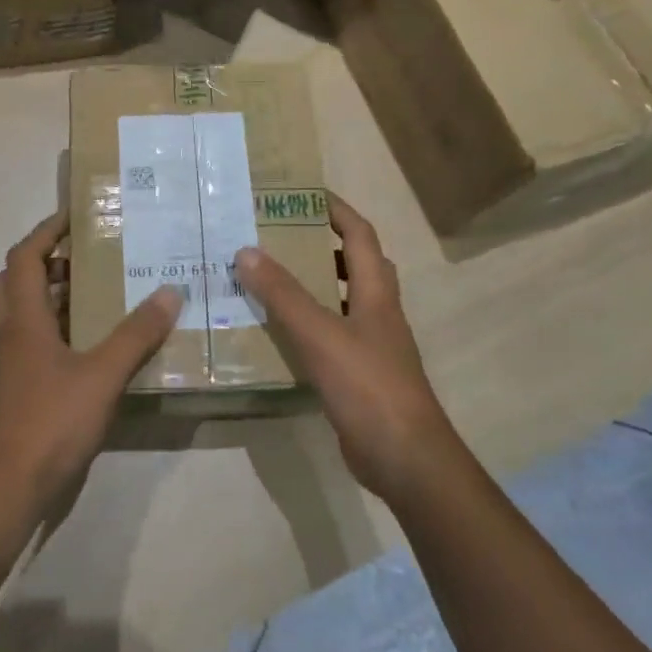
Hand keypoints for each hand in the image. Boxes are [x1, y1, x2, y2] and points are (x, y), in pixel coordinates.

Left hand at [0, 212, 183, 502]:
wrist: (7, 490)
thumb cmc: (49, 423)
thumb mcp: (101, 375)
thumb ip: (136, 335)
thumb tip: (170, 291)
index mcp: (23, 320)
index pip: (24, 257)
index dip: (45, 231)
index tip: (75, 216)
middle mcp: (12, 335)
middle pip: (15, 281)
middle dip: (46, 261)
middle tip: (86, 255)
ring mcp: (14, 366)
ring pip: (26, 314)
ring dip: (54, 296)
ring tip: (101, 291)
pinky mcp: (22, 391)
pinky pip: (38, 344)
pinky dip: (62, 331)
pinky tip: (97, 345)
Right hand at [234, 194, 457, 502]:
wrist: (405, 458)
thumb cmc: (369, 386)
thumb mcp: (321, 335)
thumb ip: (284, 295)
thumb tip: (246, 251)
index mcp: (376, 292)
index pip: (360, 234)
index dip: (335, 209)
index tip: (301, 193)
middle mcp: (377, 312)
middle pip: (354, 264)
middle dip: (319, 244)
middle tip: (276, 236)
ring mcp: (370, 345)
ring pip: (339, 301)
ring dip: (310, 285)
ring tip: (267, 278)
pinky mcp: (358, 374)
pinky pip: (328, 336)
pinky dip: (305, 325)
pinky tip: (275, 332)